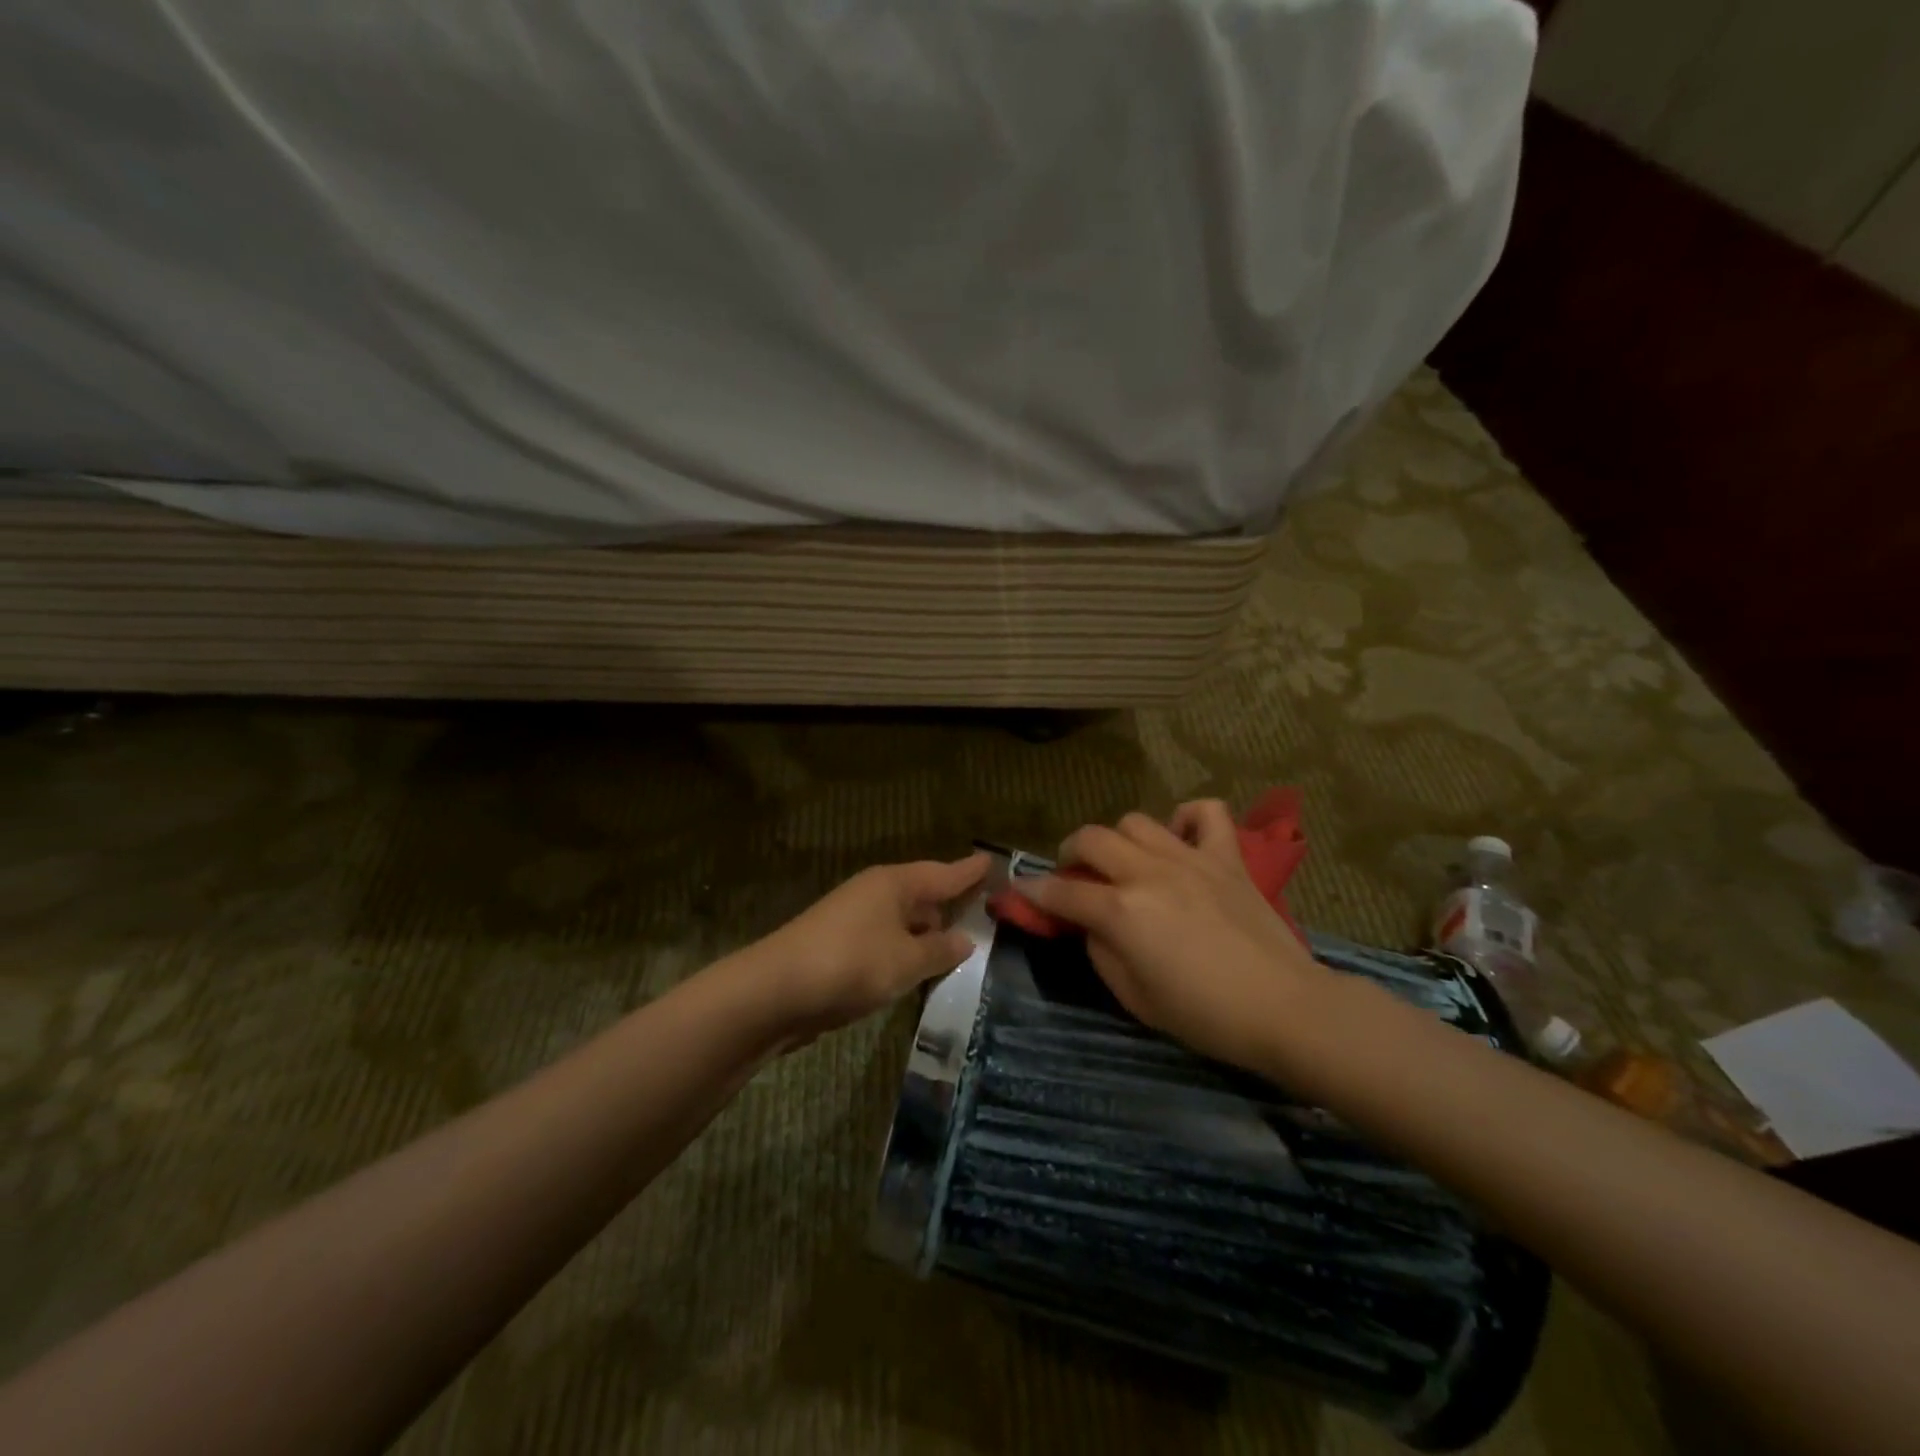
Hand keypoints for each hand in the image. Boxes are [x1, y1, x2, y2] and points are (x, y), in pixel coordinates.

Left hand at [752, 853, 989, 1046]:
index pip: (943, 873)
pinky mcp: (839, 948)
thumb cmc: (850, 965)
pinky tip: (917, 972)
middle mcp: (874, 894)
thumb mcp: (906, 961)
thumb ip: (939, 951)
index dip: (969, 872)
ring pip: (902, 923)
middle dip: (950, 905)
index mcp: (893, 884)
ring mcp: (853, 920)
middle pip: (922, 895)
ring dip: (926, 935)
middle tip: (986, 915)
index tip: (992, 862)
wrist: (773, 992)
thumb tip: (964, 939)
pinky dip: (904, 954)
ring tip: (959, 949)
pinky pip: (885, 943)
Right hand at [1015, 803, 1329, 1072]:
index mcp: (1122, 911)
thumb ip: (1102, 952)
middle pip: (1091, 838)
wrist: (1285, 1009)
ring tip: (1125, 862)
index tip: (1021, 890)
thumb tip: (1092, 924)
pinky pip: (1205, 812)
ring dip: (1119, 840)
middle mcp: (1149, 873)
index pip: (1063, 891)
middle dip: (1069, 853)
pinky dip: (1185, 819)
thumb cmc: (1205, 1016)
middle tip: (1074, 875)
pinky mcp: (1227, 858)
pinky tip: (1179, 842)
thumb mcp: (1134, 998)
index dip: (1035, 891)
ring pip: (1136, 821)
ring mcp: (1191, 858)